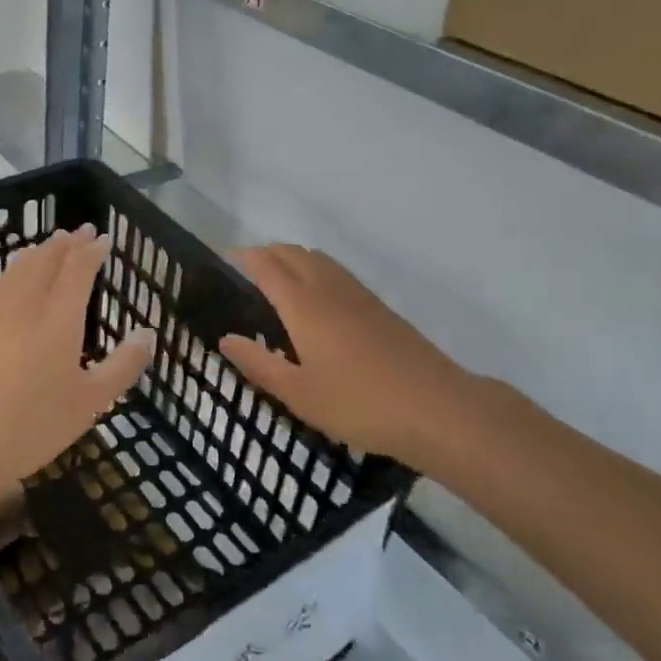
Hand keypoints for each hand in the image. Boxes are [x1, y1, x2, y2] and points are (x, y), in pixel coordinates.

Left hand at [0, 226, 153, 506]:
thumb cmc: (34, 424)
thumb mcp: (91, 402)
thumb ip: (122, 365)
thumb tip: (148, 333)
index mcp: (60, 319)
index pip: (78, 271)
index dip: (92, 252)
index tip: (104, 238)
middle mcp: (28, 307)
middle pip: (47, 262)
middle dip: (66, 244)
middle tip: (81, 230)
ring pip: (20, 270)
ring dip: (39, 252)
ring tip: (49, 244)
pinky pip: (3, 285)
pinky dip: (17, 270)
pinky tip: (16, 280)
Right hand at [219, 245, 486, 468]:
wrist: (436, 407)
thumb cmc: (358, 403)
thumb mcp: (298, 394)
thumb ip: (258, 363)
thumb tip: (226, 339)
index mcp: (303, 305)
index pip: (266, 265)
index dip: (243, 257)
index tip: (224, 260)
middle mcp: (328, 288)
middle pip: (292, 252)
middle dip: (265, 253)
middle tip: (245, 272)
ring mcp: (357, 294)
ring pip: (317, 258)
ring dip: (291, 258)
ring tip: (275, 281)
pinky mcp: (379, 306)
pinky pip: (336, 272)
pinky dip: (314, 270)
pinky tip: (315, 299)